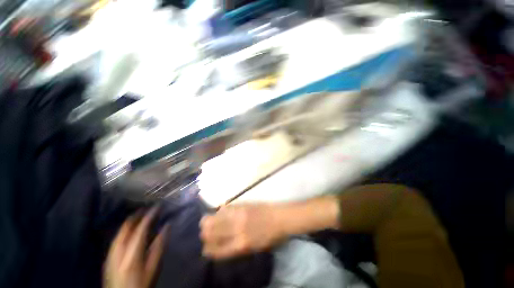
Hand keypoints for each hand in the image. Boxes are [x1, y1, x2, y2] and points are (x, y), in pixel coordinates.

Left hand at [104, 208, 166, 287]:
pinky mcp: (108, 258)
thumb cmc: (141, 284)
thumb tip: (167, 226)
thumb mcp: (153, 268)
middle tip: (147, 209)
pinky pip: (116, 239)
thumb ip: (159, 247)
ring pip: (119, 232)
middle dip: (136, 215)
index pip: (141, 228)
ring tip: (139, 216)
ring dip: (130, 222)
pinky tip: (129, 231)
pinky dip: (124, 231)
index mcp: (132, 253)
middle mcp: (119, 251)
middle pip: (126, 227)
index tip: (157, 207)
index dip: (149, 215)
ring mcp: (111, 254)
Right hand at [200, 204, 285, 258]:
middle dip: (205, 234)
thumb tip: (221, 244)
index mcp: (240, 245)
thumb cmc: (270, 236)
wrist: (279, 218)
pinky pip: (225, 208)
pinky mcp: (242, 205)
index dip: (207, 250)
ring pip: (214, 218)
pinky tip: (219, 212)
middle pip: (211, 232)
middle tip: (205, 233)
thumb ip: (236, 246)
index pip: (216, 250)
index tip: (206, 248)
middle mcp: (236, 230)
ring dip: (208, 221)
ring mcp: (238, 215)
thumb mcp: (253, 248)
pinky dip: (219, 211)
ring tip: (207, 222)